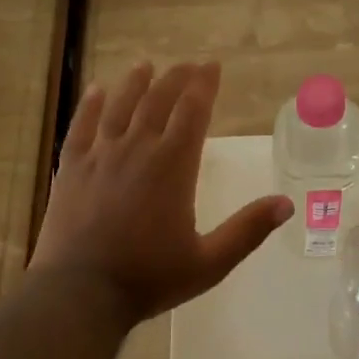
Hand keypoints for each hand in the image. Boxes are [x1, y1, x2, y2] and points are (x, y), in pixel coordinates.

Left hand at [30, 60, 292, 323]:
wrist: (80, 293)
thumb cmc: (149, 278)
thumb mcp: (209, 262)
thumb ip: (247, 230)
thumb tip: (286, 204)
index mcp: (173, 166)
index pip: (193, 111)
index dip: (204, 85)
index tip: (212, 66)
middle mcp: (137, 149)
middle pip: (158, 101)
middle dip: (176, 78)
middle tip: (188, 64)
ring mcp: (100, 156)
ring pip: (120, 107)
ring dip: (135, 83)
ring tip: (145, 65)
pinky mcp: (71, 169)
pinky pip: (82, 127)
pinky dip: (90, 106)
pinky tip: (96, 90)